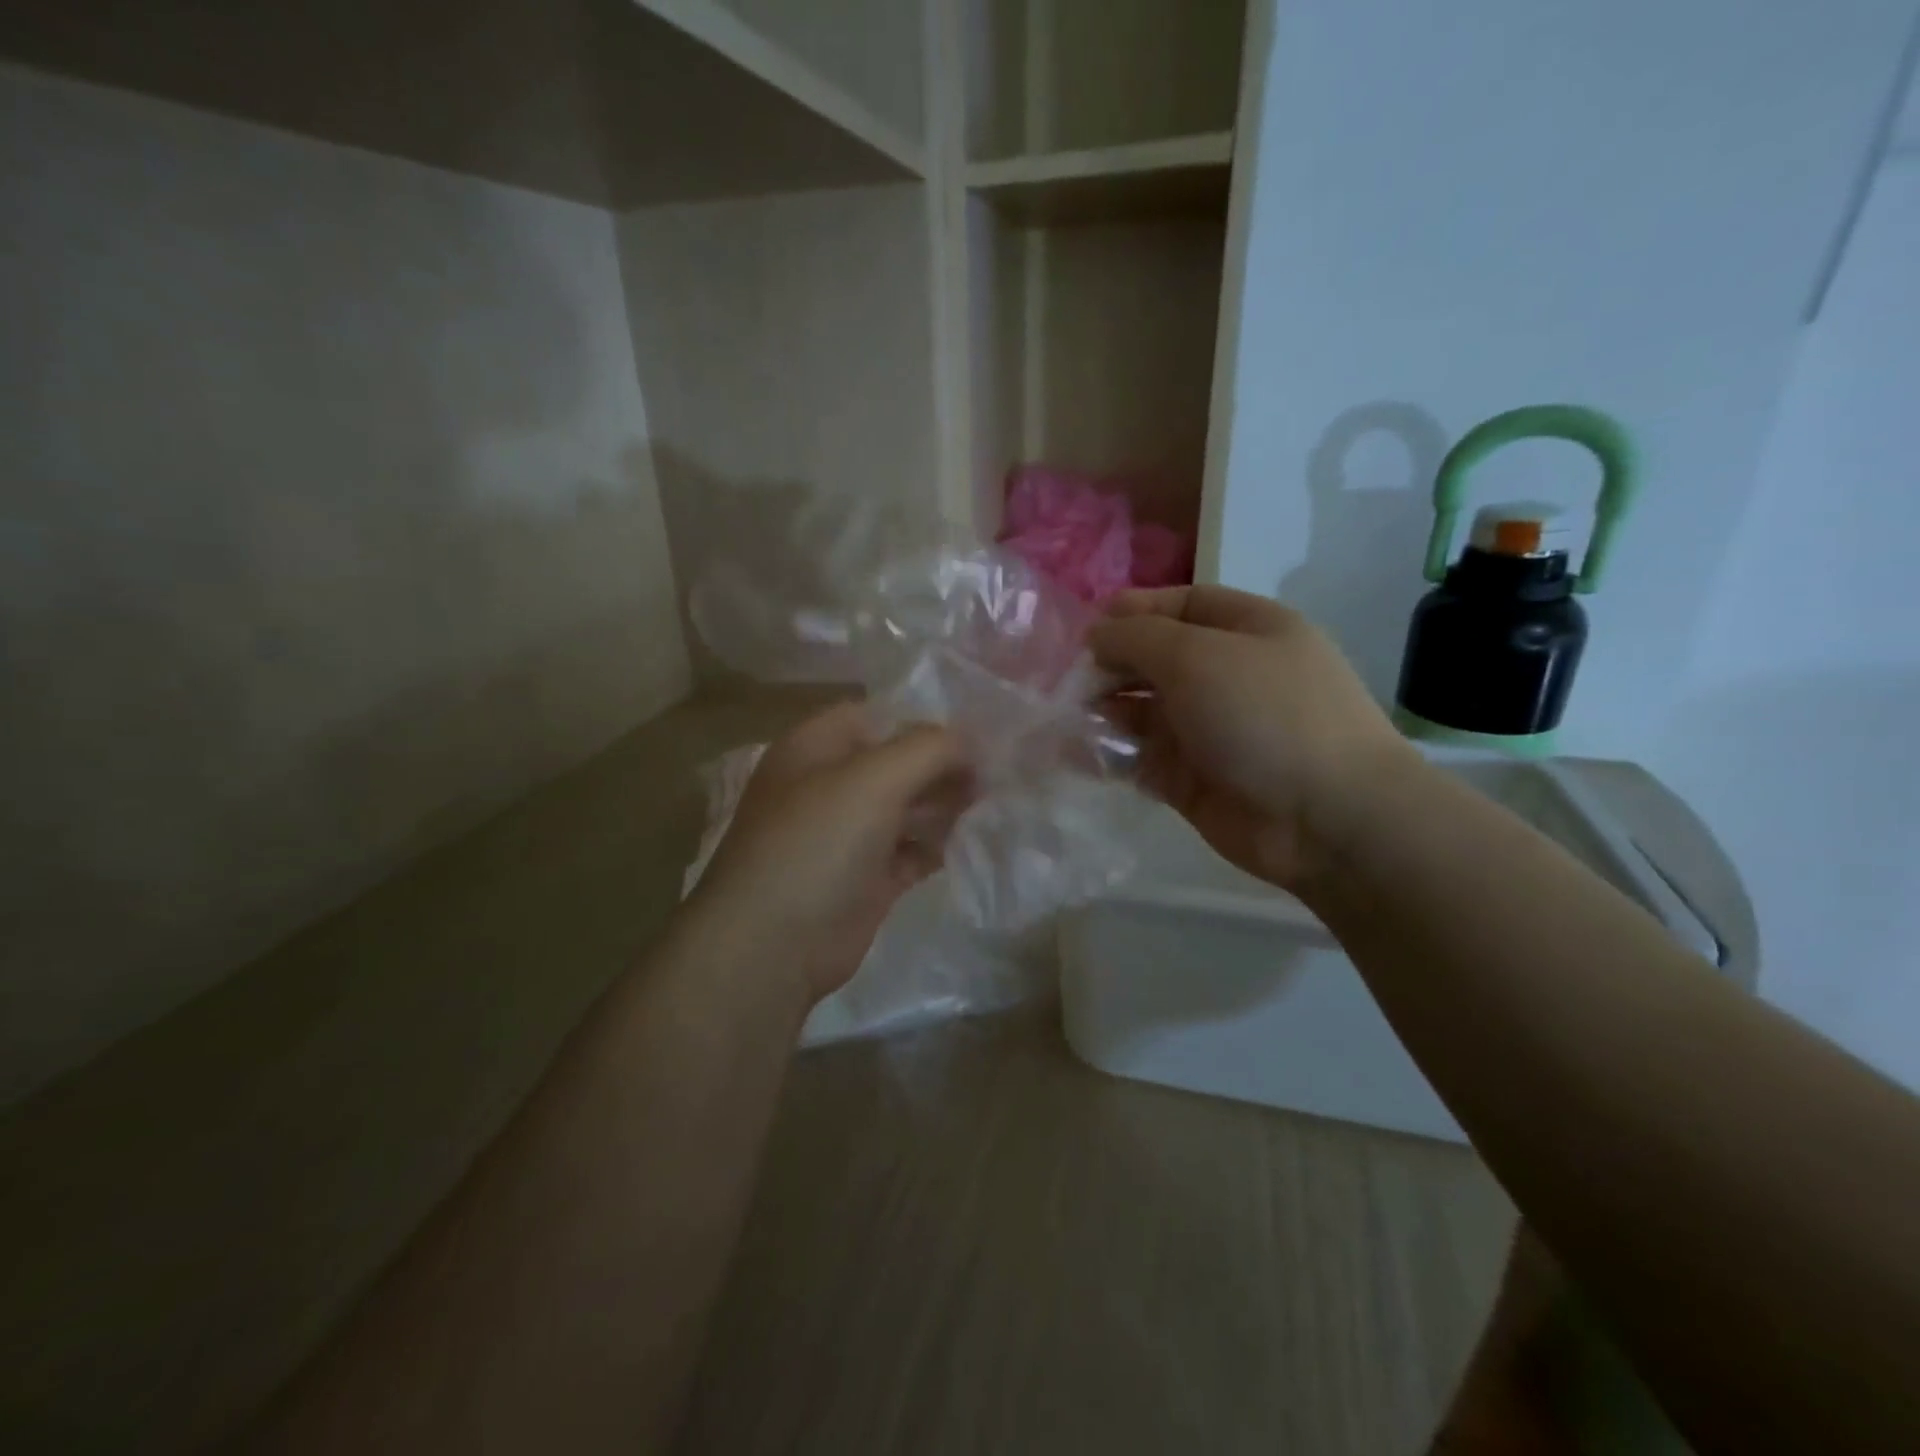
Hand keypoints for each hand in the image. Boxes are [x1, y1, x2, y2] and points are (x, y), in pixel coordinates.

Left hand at [692, 702, 970, 1002]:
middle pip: (898, 762)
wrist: (774, 945)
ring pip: (907, 807)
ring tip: (990, 805)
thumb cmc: (818, 843)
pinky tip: (972, 841)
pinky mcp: (866, 878)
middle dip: (944, 765)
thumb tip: (969, 741)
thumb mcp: (874, 778)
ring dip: (946, 805)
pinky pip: (911, 850)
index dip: (926, 721)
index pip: (879, 716)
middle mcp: (830, 785)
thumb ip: (929, 748)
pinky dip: (939, 845)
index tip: (977, 734)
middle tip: (994, 775)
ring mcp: (847, 834)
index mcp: (816, 747)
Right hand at [1089, 586, 1414, 890]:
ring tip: (1065, 718)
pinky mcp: (1191, 779)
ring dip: (1103, 711)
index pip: (1181, 606)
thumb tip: (1097, 635)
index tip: (1085, 631)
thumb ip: (1137, 638)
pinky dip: (1108, 755)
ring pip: (1142, 711)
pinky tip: (1076, 754)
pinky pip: (1139, 758)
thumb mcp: (1197, 656)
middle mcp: (1227, 675)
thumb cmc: (1265, 715)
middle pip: (1155, 659)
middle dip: (1110, 665)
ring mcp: (1210, 730)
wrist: (1326, 819)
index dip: (1132, 612)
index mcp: (1246, 630)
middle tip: (1067, 682)